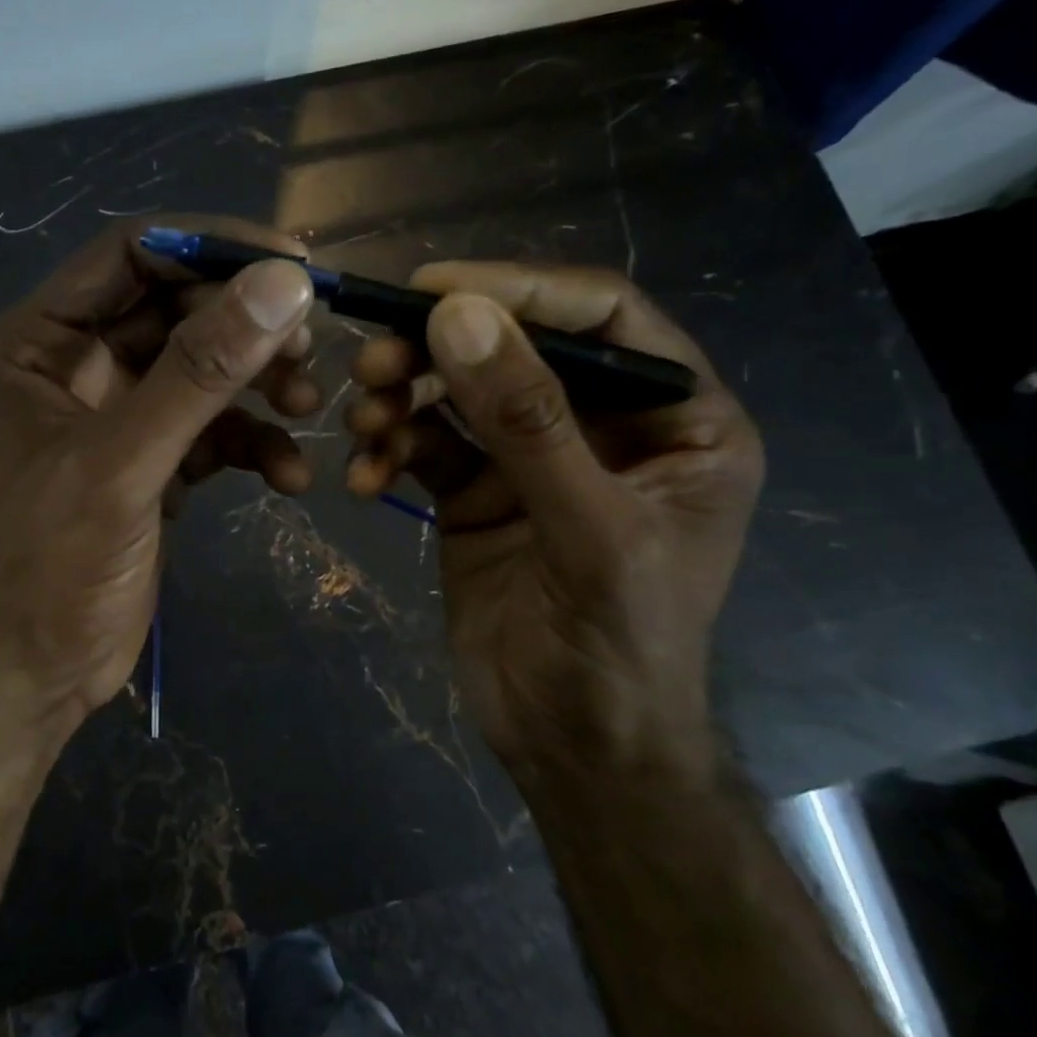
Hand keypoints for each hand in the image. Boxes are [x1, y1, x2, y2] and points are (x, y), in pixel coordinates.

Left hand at [0, 218, 318, 745]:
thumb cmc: (52, 565)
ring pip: (204, 369)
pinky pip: (214, 428)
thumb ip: (199, 372)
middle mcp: (77, 364)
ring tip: (309, 407)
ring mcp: (119, 414)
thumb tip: (284, 284)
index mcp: (40, 342)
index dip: (211, 248)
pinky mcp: (153, 460)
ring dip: (260, 384)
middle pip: (178, 308)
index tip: (294, 264)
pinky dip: (255, 443)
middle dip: (246, 326)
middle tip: (309, 350)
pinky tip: (289, 477)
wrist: (38, 673)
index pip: (132, 255)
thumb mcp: (123, 462)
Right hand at [344, 263, 762, 778]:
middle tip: (371, 362)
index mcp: (675, 419)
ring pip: (457, 393)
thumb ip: (527, 424)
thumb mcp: (589, 533)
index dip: (519, 289)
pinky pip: (425, 446)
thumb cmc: (618, 648)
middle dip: (439, 350)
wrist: (572, 747)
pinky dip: (389, 451)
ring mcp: (531, 458)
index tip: (431, 288)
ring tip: (361, 425)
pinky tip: (365, 481)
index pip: (601, 317)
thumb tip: (457, 316)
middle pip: (514, 347)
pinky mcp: (476, 491)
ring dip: (402, 400)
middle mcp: (602, 425)